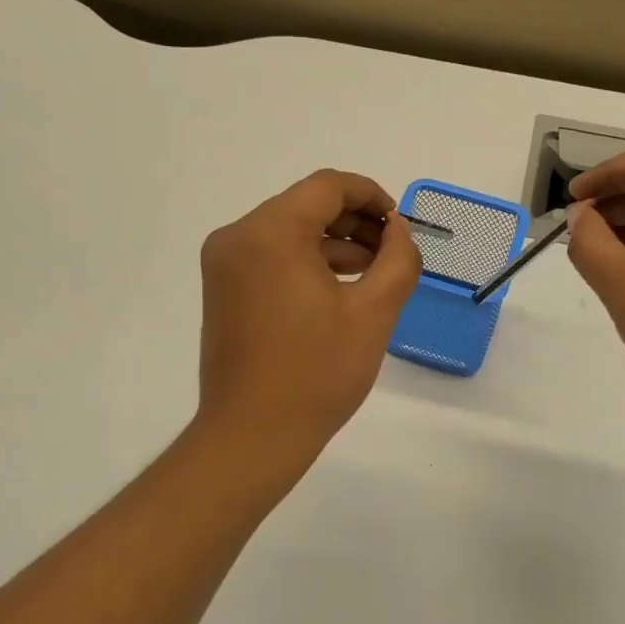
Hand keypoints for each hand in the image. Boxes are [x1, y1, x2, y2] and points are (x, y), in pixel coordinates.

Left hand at [197, 169, 420, 451]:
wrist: (252, 436)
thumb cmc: (317, 373)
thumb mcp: (373, 312)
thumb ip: (398, 258)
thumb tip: (398, 229)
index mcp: (270, 233)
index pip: (328, 187)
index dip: (371, 196)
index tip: (401, 225)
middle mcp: (238, 237)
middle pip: (306, 206)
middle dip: (355, 222)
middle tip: (392, 253)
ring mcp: (225, 264)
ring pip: (289, 231)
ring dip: (334, 244)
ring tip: (373, 274)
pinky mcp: (223, 289)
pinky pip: (272, 256)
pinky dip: (307, 262)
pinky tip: (340, 290)